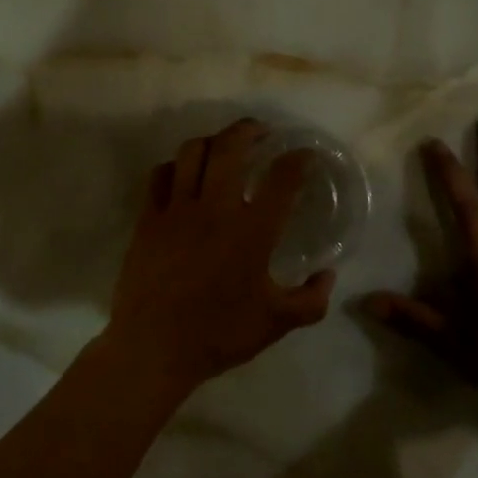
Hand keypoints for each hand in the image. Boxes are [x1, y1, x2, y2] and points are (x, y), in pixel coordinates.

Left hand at [102, 119, 335, 401]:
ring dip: (213, 141)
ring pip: (193, 151)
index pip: (282, 179)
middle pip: (231, 147)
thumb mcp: (276, 324)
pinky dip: (176, 165)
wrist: (153, 348)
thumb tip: (328, 276)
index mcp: (252, 231)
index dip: (298, 159)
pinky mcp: (149, 218)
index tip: (305, 154)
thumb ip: (310, 300)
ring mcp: (177, 209)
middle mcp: (216, 208)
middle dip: (249, 130)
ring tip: (224, 147)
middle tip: (261, 132)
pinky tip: (185, 174)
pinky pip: (161, 174)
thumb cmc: (218, 334)